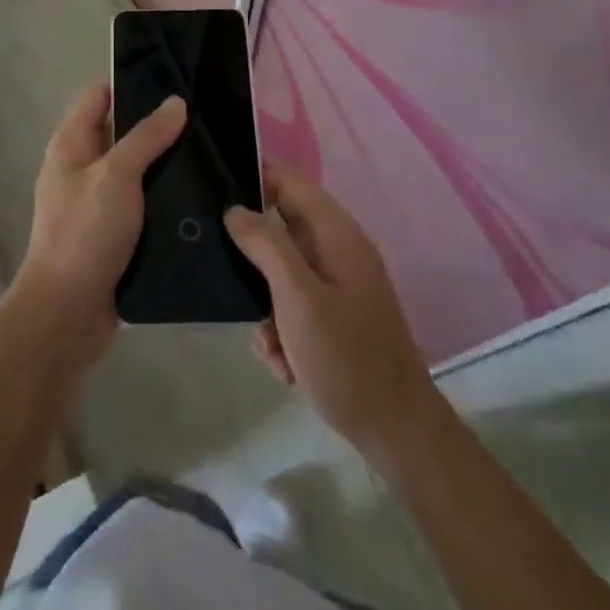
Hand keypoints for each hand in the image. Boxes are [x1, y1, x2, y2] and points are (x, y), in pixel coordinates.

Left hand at [8, 82, 186, 371]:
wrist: (67, 315)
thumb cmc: (84, 233)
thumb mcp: (116, 176)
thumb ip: (146, 137)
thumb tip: (176, 102)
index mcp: (72, 144)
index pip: (101, 95)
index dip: (132, 81)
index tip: (175, 76)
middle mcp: (82, 167)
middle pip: (122, 131)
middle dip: (159, 123)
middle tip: (206, 115)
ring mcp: (98, 201)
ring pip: (138, 169)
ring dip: (167, 163)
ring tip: (214, 150)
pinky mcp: (115, 233)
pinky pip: (145, 204)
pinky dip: (167, 197)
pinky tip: (203, 193)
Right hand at [225, 163, 439, 461]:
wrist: (397, 434)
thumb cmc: (346, 358)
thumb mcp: (298, 298)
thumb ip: (266, 245)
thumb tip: (236, 208)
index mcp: (337, 235)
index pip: (290, 182)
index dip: (254, 175)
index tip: (212, 183)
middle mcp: (339, 251)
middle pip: (282, 227)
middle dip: (252, 253)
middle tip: (222, 269)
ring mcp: (339, 285)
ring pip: (282, 273)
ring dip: (266, 304)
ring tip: (268, 342)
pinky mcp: (335, 316)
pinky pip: (294, 305)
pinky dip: (282, 330)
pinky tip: (285, 364)